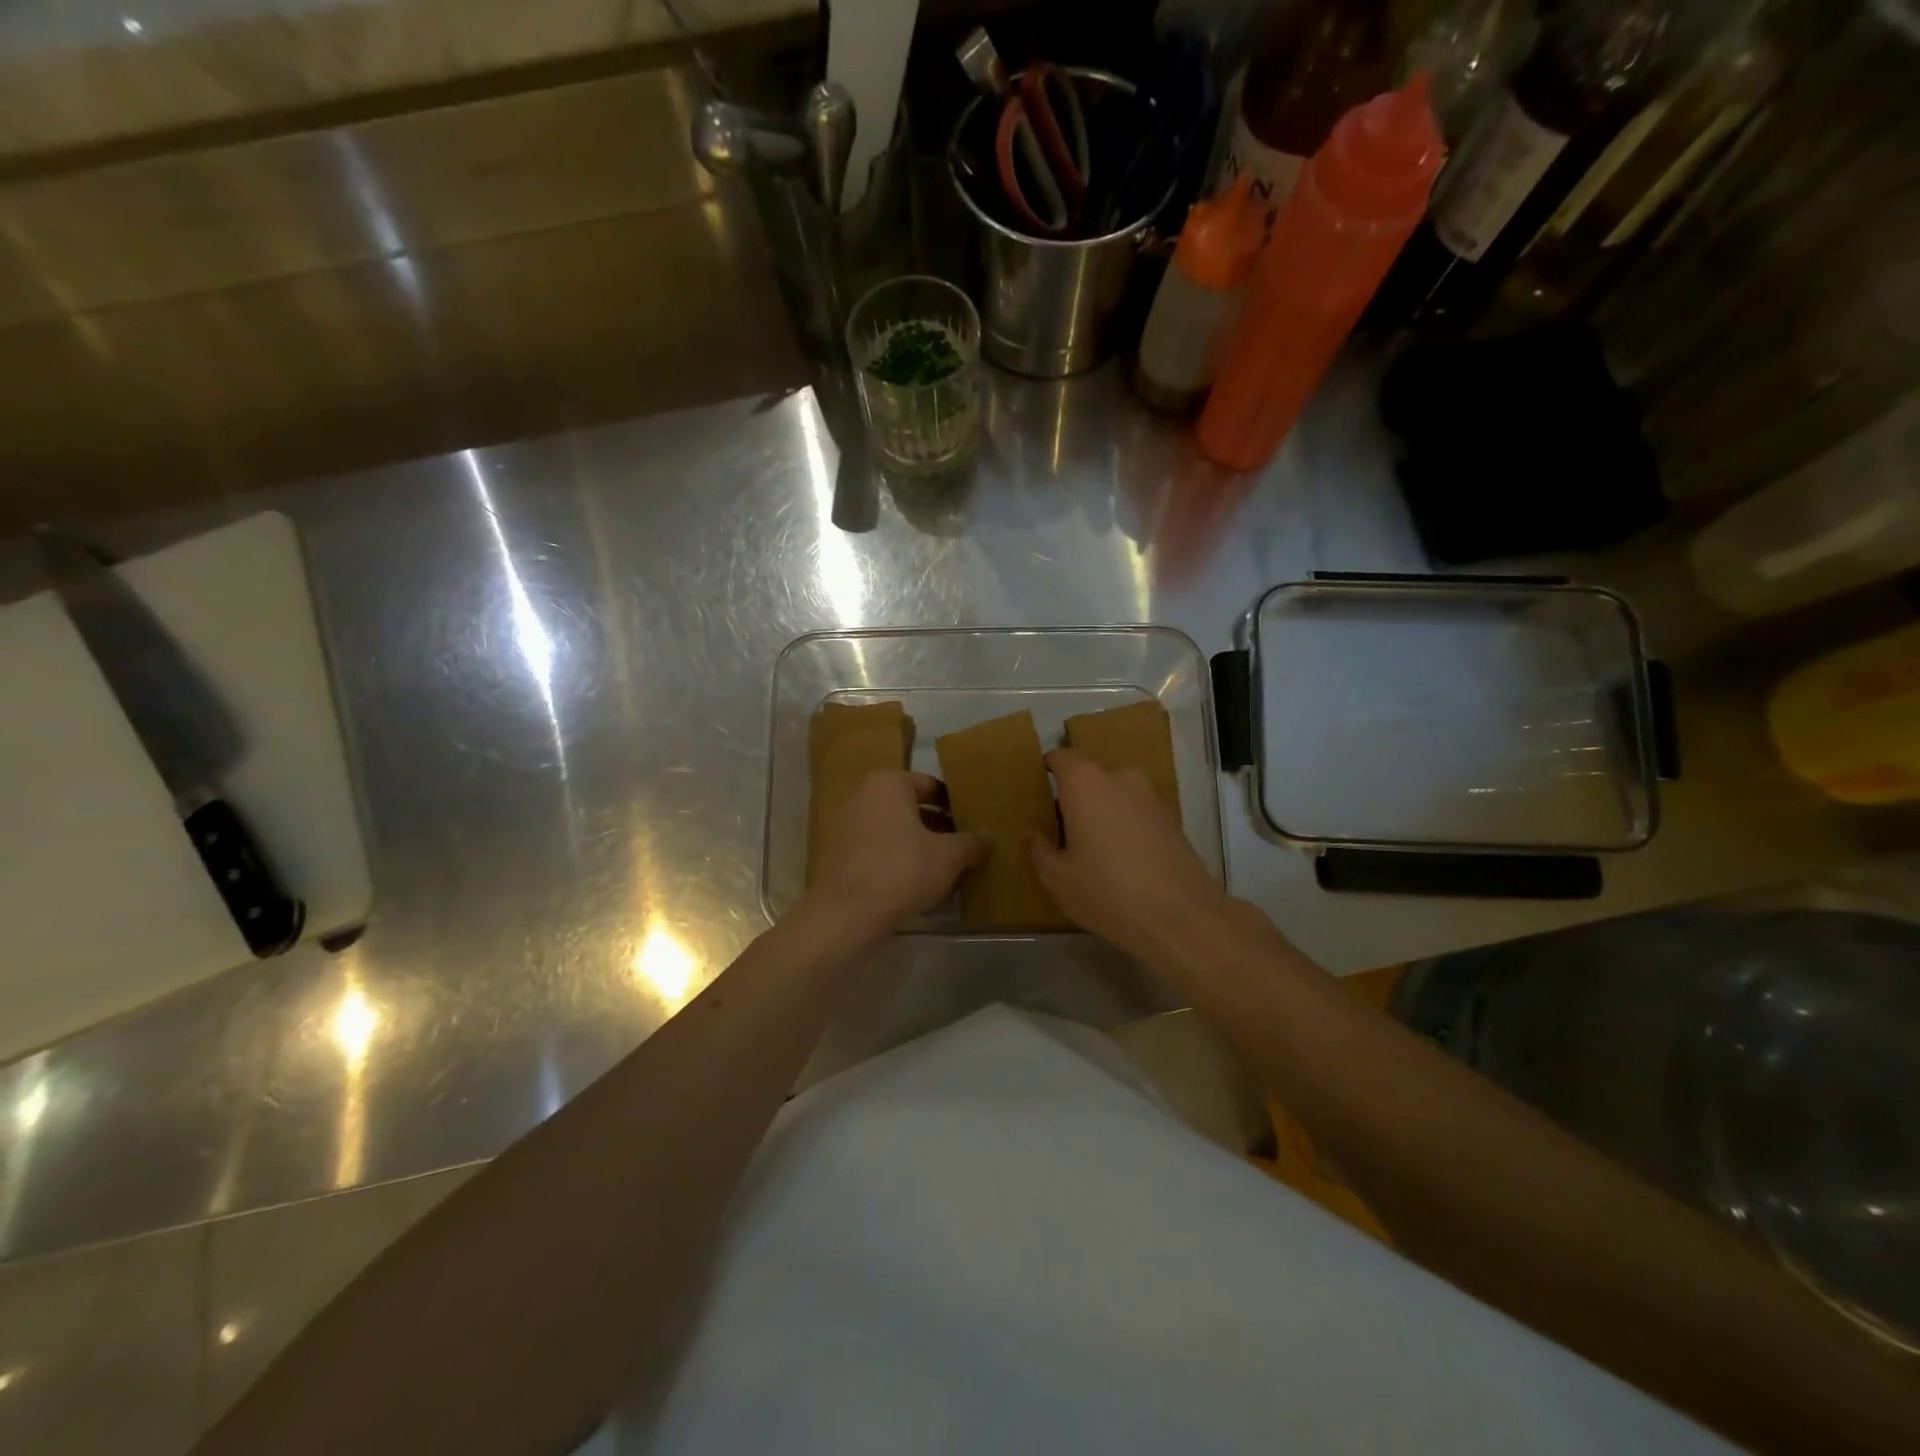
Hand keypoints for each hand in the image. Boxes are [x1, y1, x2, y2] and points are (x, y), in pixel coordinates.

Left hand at [802, 770, 983, 934]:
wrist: (846, 914)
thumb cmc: (902, 870)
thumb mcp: (949, 856)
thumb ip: (971, 842)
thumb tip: (987, 838)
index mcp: (888, 783)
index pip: (931, 786)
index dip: (955, 805)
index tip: (971, 824)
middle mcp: (861, 796)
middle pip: (909, 808)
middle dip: (935, 827)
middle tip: (961, 848)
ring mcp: (843, 826)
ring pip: (891, 832)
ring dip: (915, 847)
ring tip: (942, 870)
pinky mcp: (834, 856)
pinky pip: (874, 852)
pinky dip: (894, 862)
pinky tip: (914, 885)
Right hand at [1029, 748, 1230, 964]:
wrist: (1180, 917)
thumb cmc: (1106, 891)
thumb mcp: (1057, 879)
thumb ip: (1039, 849)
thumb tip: (1034, 833)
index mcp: (1086, 783)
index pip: (1061, 757)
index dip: (1049, 769)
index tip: (1040, 789)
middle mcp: (1121, 778)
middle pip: (1092, 776)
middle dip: (1077, 796)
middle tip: (1065, 829)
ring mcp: (1152, 797)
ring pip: (1119, 794)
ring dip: (1106, 811)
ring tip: (1096, 846)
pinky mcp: (1174, 820)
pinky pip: (1140, 812)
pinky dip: (1129, 826)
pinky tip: (1125, 859)